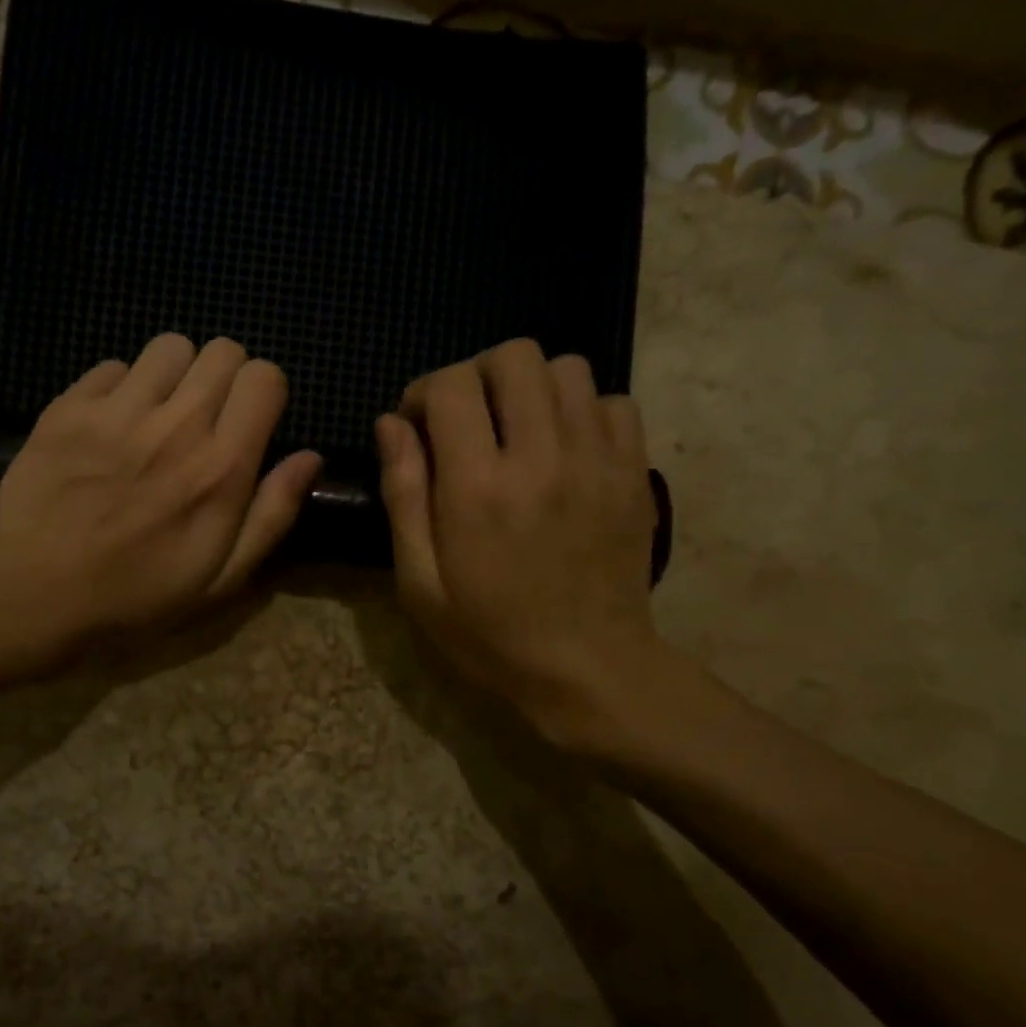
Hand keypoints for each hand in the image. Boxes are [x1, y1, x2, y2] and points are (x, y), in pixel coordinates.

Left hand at [0, 334, 321, 658]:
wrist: (39, 594)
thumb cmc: (139, 595)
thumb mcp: (223, 578)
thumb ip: (273, 514)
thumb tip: (310, 457)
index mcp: (221, 467)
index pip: (265, 378)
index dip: (264, 393)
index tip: (250, 421)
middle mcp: (176, 426)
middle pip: (222, 351)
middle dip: (225, 377)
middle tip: (206, 417)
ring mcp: (118, 412)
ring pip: (169, 347)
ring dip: (175, 375)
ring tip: (158, 413)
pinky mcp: (69, 408)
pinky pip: (111, 365)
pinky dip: (120, 388)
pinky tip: (110, 425)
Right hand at [375, 338, 670, 752]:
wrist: (587, 669)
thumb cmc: (488, 633)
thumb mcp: (419, 581)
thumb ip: (403, 494)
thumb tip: (392, 424)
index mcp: (478, 486)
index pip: (452, 385)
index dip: (424, 392)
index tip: (418, 426)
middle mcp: (541, 456)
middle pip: (514, 356)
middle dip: (477, 376)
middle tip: (466, 420)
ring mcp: (596, 459)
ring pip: (567, 368)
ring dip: (530, 388)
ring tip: (517, 430)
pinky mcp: (633, 472)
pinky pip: (613, 401)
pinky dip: (581, 410)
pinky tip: (564, 449)